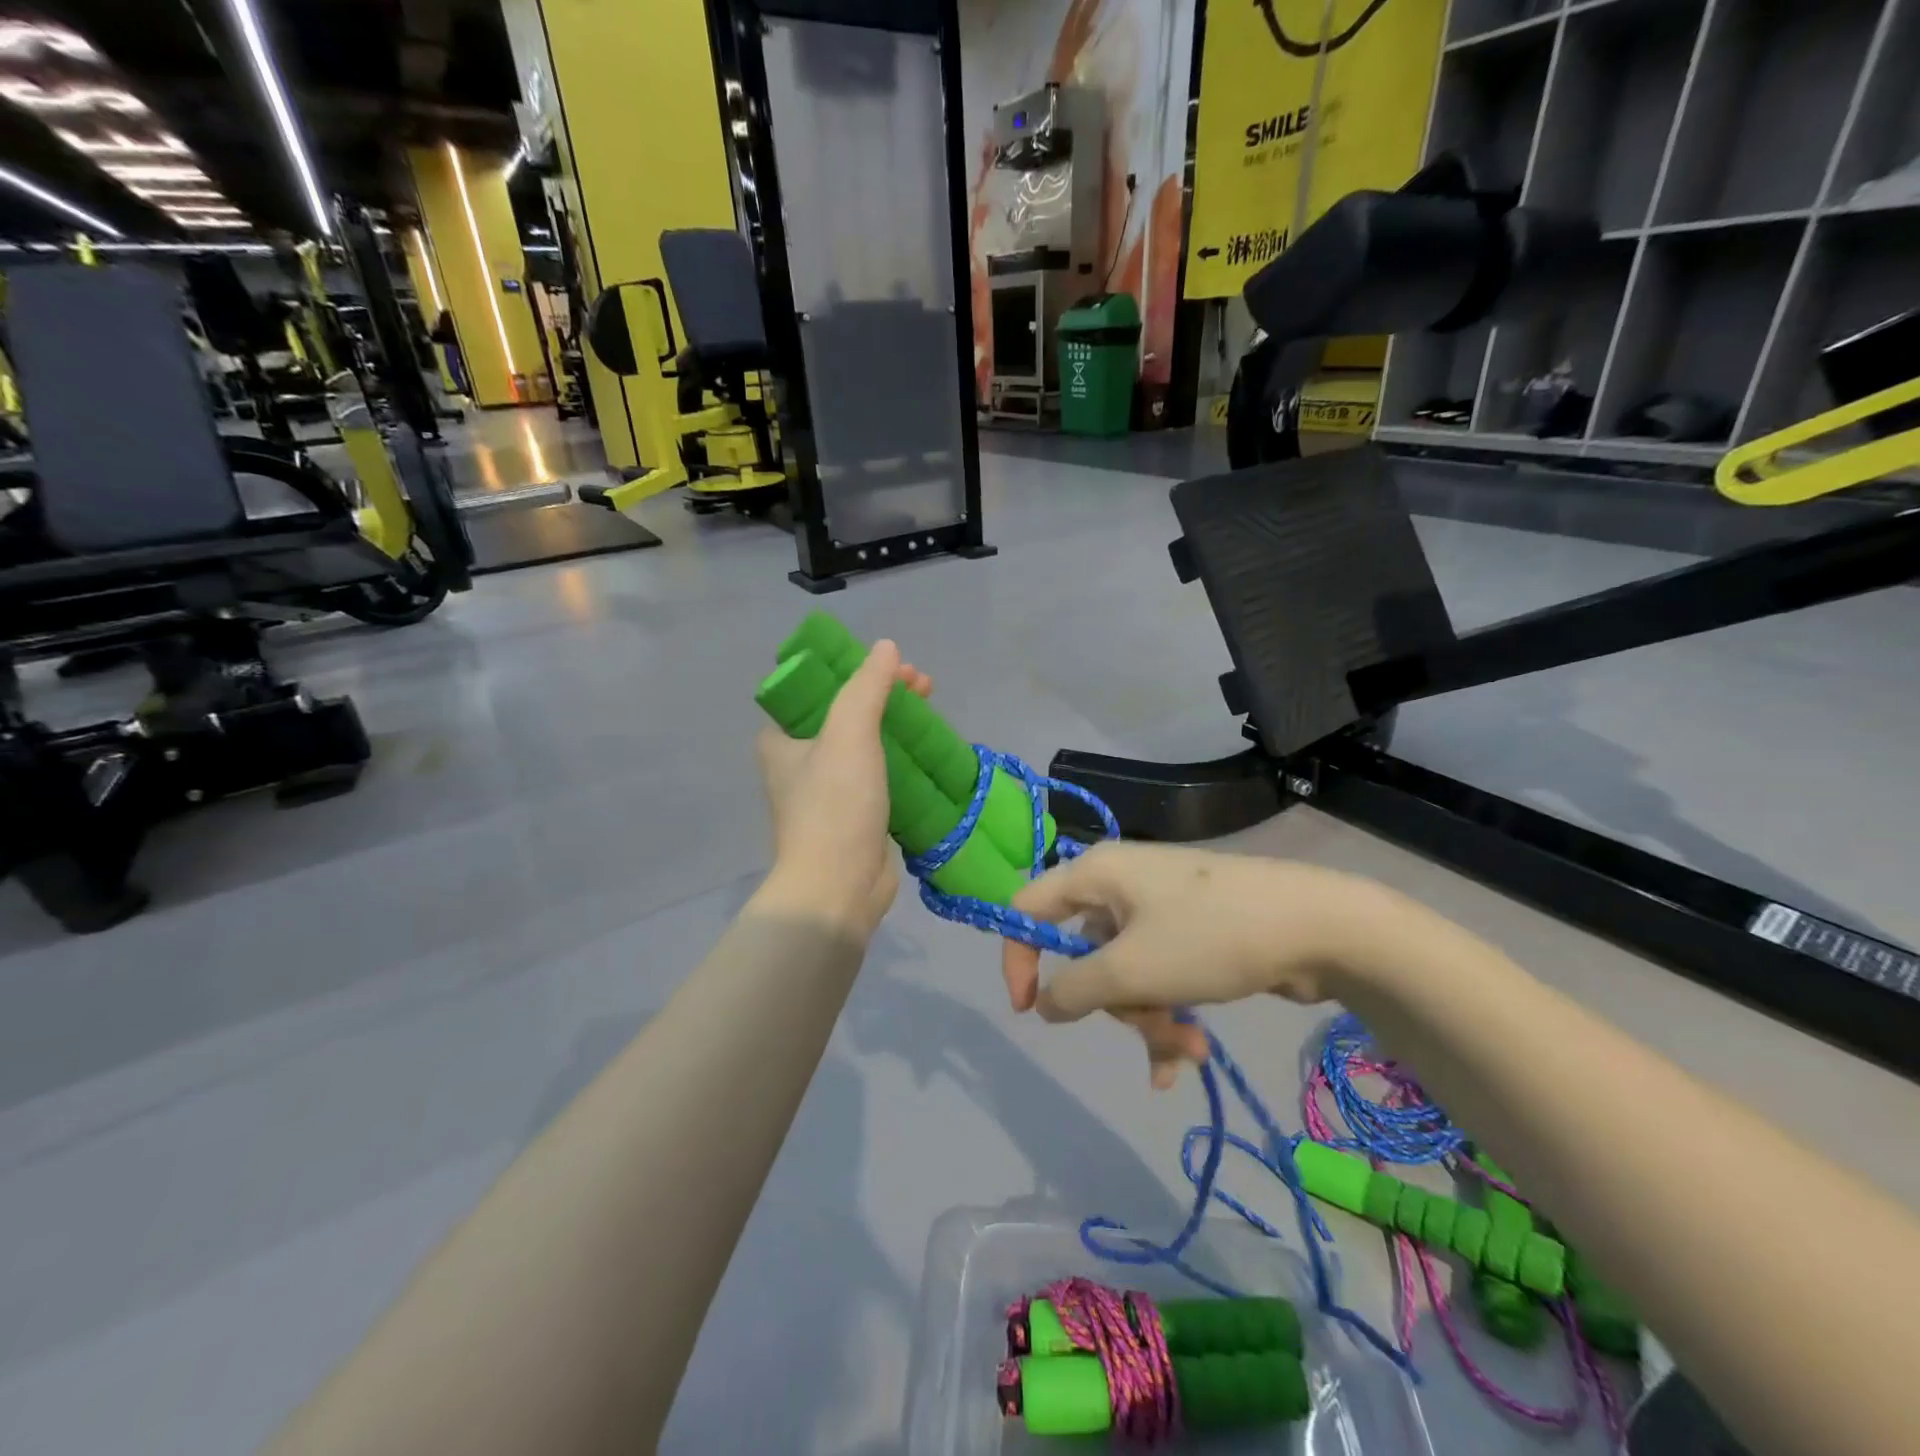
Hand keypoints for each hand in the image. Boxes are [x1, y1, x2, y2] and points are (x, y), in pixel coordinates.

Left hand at [754, 639, 931, 936]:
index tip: (891, 666)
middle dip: (884, 694)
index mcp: (782, 740)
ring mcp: (828, 792)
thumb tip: (886, 648)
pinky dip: (903, 758)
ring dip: (897, 724)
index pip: (816, 688)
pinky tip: (929, 751)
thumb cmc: (835, 805)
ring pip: (866, 744)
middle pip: (846, 713)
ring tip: (931, 709)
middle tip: (921, 684)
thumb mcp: (848, 733)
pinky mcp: (856, 816)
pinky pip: (881, 774)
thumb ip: (866, 686)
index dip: (853, 670)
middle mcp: (799, 762)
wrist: (838, 888)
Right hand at [1000, 843, 1391, 1087]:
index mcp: (1097, 874)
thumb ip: (1074, 989)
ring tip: (1188, 1050)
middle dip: (1114, 1002)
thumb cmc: (1210, 937)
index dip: (1018, 957)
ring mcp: (1161, 907)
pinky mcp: (1193, 930)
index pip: (1028, 907)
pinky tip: (1191, 1054)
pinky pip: (1160, 973)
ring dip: (1149, 1017)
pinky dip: (1169, 1010)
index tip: (1029, 1009)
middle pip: (1085, 951)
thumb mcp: (1132, 970)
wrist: (1320, 926)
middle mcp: (1122, 884)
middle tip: (1148, 1029)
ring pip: (1126, 971)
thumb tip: (1044, 1004)